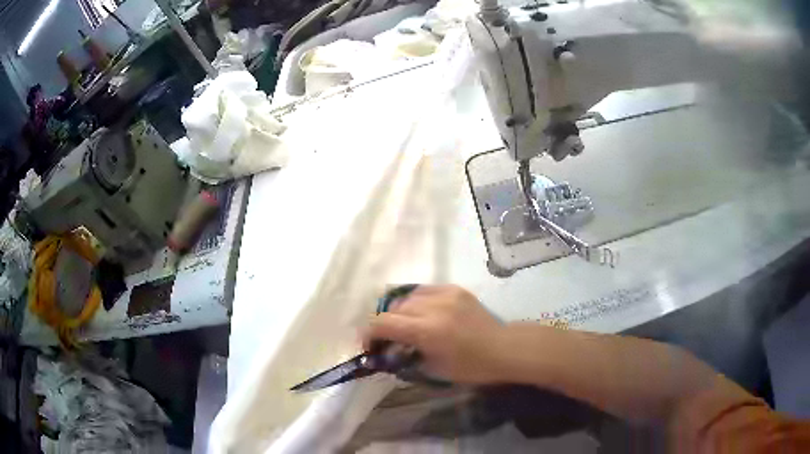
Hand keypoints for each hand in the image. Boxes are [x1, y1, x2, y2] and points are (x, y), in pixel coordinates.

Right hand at [364, 285, 505, 383]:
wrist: (503, 348)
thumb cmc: (471, 366)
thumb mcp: (433, 369)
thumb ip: (406, 357)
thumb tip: (387, 352)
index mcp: (427, 330)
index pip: (383, 323)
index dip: (368, 334)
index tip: (369, 346)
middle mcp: (432, 307)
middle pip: (393, 309)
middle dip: (385, 325)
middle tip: (388, 340)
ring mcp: (445, 294)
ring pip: (407, 296)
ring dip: (400, 312)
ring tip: (406, 326)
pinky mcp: (455, 288)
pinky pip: (425, 291)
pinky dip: (417, 302)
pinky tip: (423, 314)